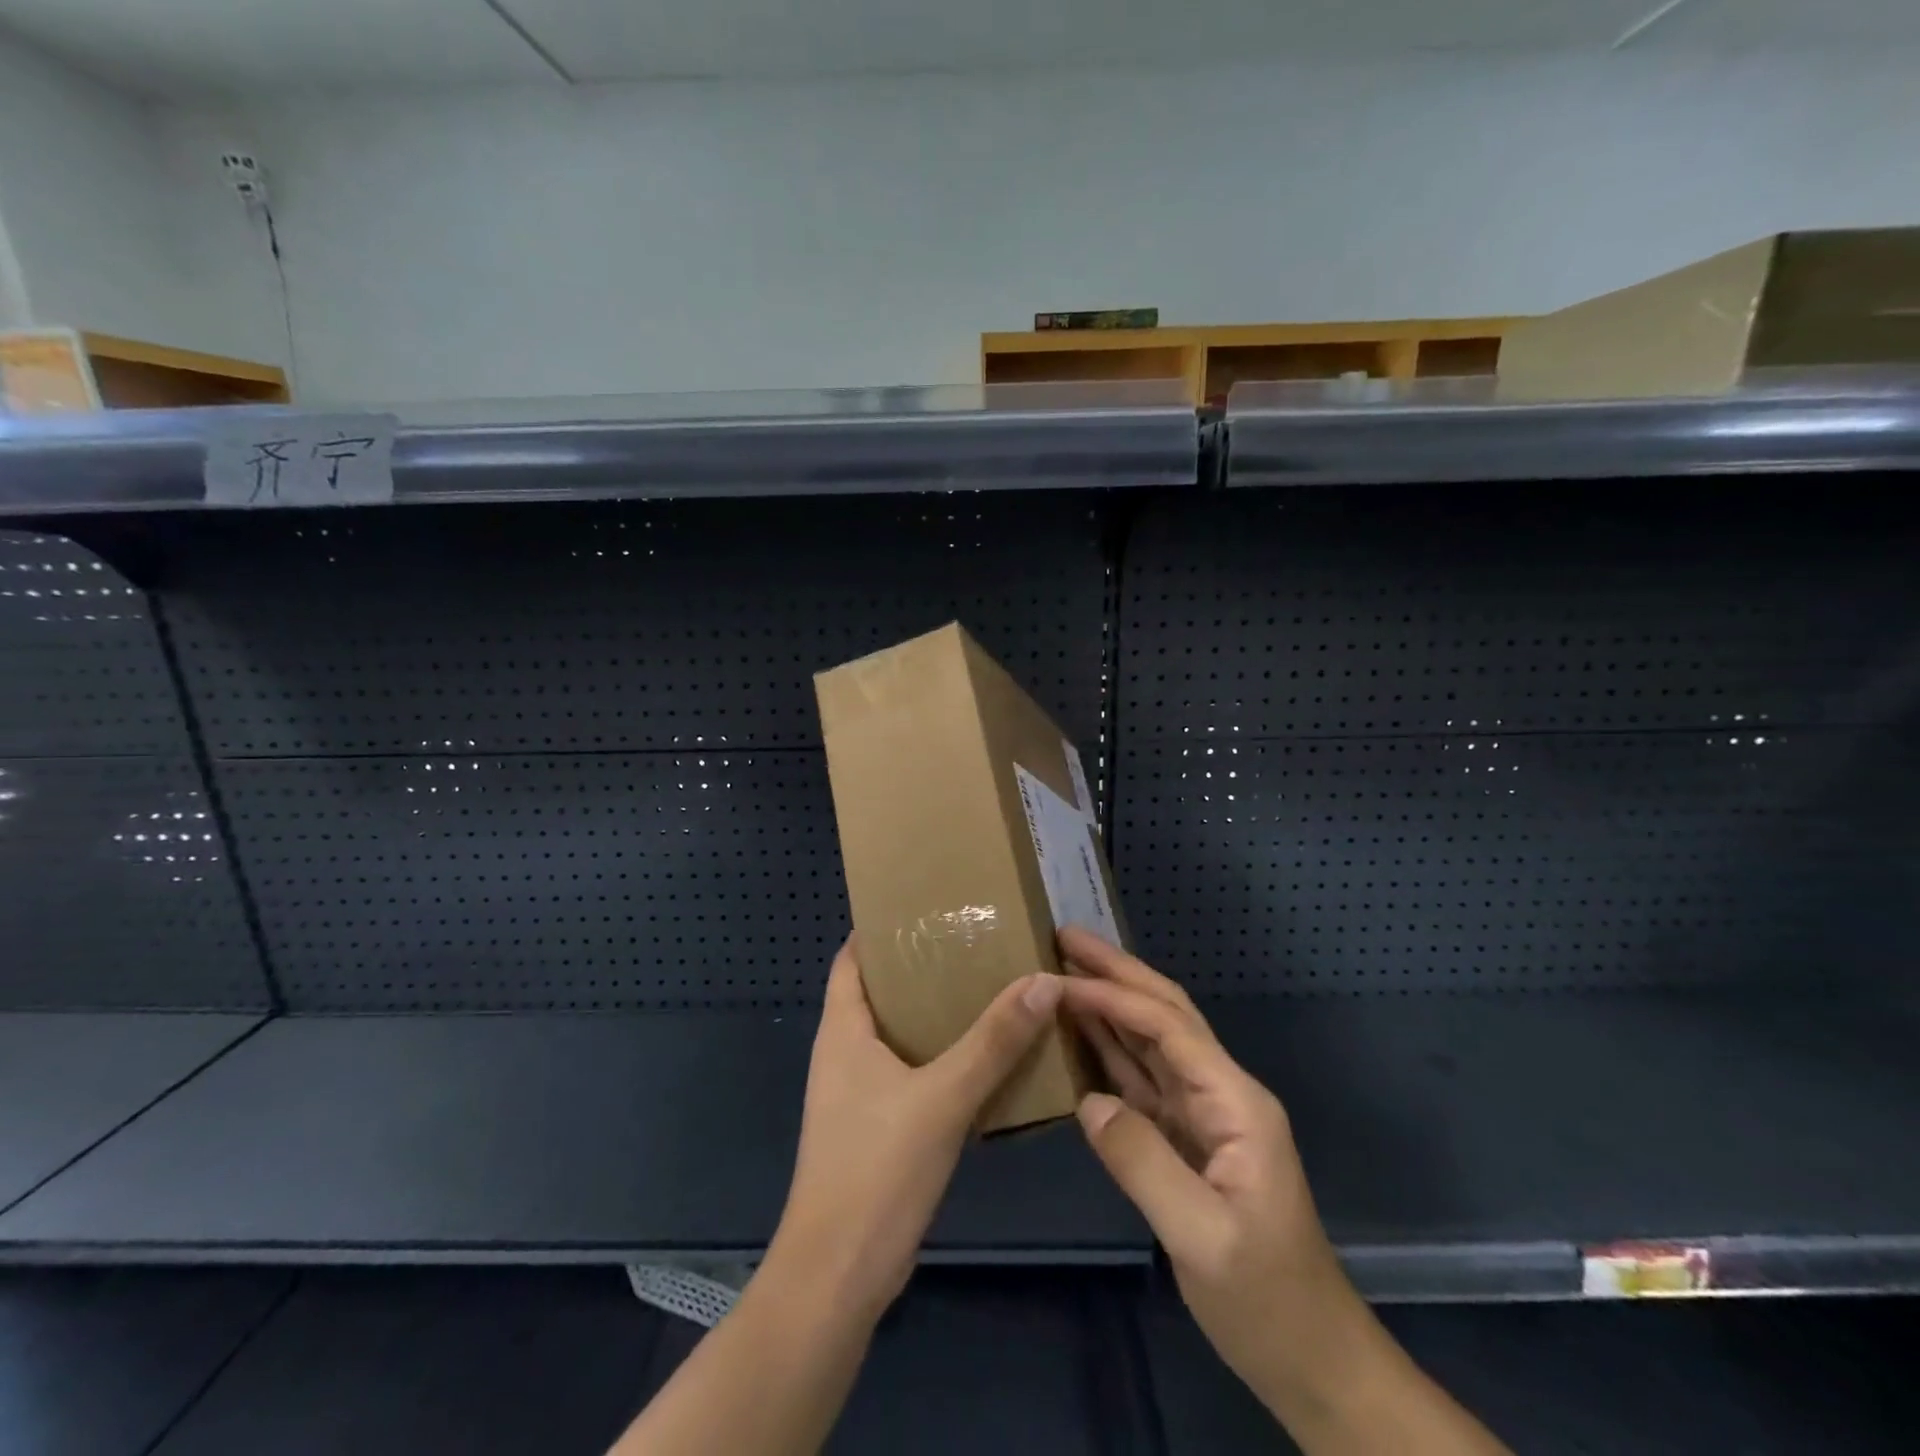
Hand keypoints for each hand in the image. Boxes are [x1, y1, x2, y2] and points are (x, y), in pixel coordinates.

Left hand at [771, 937, 1061, 1322]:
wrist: (839, 1275)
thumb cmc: (877, 1168)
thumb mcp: (942, 1096)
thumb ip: (994, 1040)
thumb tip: (1043, 979)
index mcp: (842, 1030)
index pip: (852, 958)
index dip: (882, 928)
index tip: (928, 905)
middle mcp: (844, 1052)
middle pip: (880, 991)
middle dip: (922, 966)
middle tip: (974, 941)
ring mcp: (858, 1092)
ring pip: (899, 1033)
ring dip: (936, 1013)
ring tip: (987, 986)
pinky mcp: (877, 1126)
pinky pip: (910, 1072)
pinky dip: (940, 1056)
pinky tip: (983, 1055)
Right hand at [1057, 927, 1356, 1403]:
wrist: (1312, 1359)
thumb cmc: (1265, 1300)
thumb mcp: (1203, 1238)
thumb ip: (1143, 1162)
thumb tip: (1087, 1101)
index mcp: (1235, 1102)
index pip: (1168, 1026)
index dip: (1114, 995)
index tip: (1060, 974)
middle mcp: (1221, 1093)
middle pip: (1165, 1013)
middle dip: (1117, 972)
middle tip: (1063, 937)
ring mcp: (1204, 1114)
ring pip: (1152, 1040)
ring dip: (1110, 1002)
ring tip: (1064, 971)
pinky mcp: (1187, 1138)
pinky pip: (1142, 1079)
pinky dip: (1109, 1050)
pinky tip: (1079, 1035)